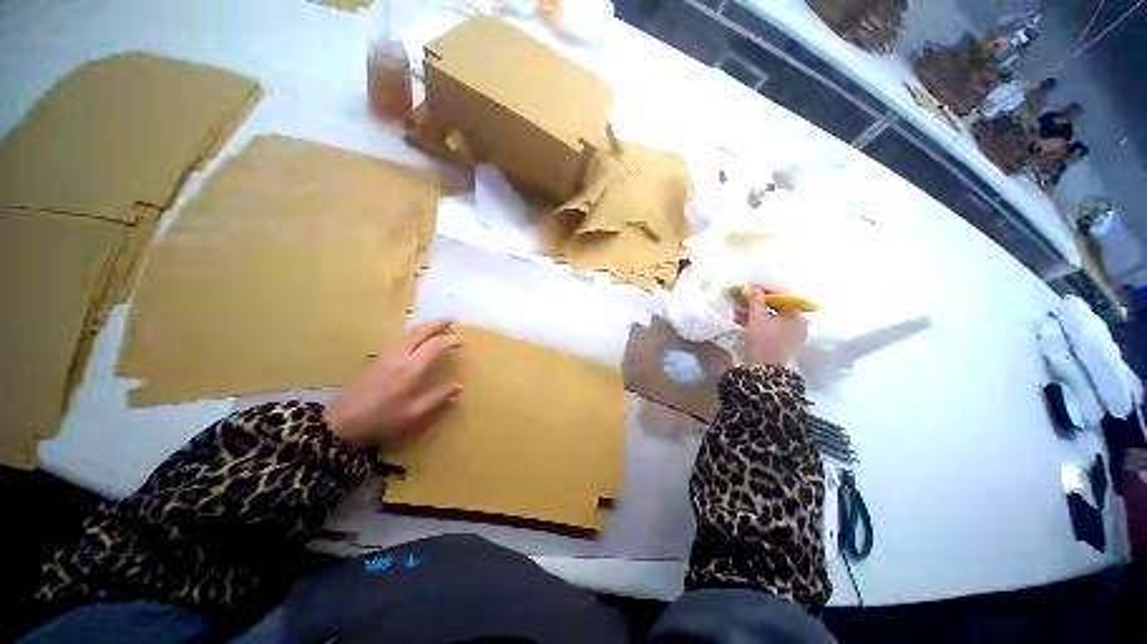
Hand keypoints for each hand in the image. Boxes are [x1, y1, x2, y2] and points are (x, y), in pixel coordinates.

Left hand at [325, 321, 462, 449]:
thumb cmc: (382, 419)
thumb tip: (459, 386)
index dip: (450, 340)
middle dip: (437, 324)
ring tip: (438, 326)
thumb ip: (438, 397)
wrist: (343, 422)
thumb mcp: (414, 414)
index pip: (435, 345)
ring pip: (408, 332)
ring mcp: (386, 355)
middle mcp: (399, 356)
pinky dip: (414, 333)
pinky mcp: (378, 358)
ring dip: (425, 326)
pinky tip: (417, 339)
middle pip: (420, 331)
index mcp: (411, 369)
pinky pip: (401, 338)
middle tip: (451, 320)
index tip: (462, 342)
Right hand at [736, 286, 807, 367]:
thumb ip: (756, 300)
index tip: (749, 288)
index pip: (782, 296)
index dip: (764, 291)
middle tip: (740, 301)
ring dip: (753, 314)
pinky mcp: (781, 344)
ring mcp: (790, 335)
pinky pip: (768, 328)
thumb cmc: (764, 341)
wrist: (766, 372)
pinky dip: (756, 324)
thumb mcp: (757, 318)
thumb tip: (755, 287)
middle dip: (756, 304)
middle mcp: (797, 324)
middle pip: (775, 308)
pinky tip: (741, 322)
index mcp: (797, 315)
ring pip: (770, 318)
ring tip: (736, 312)